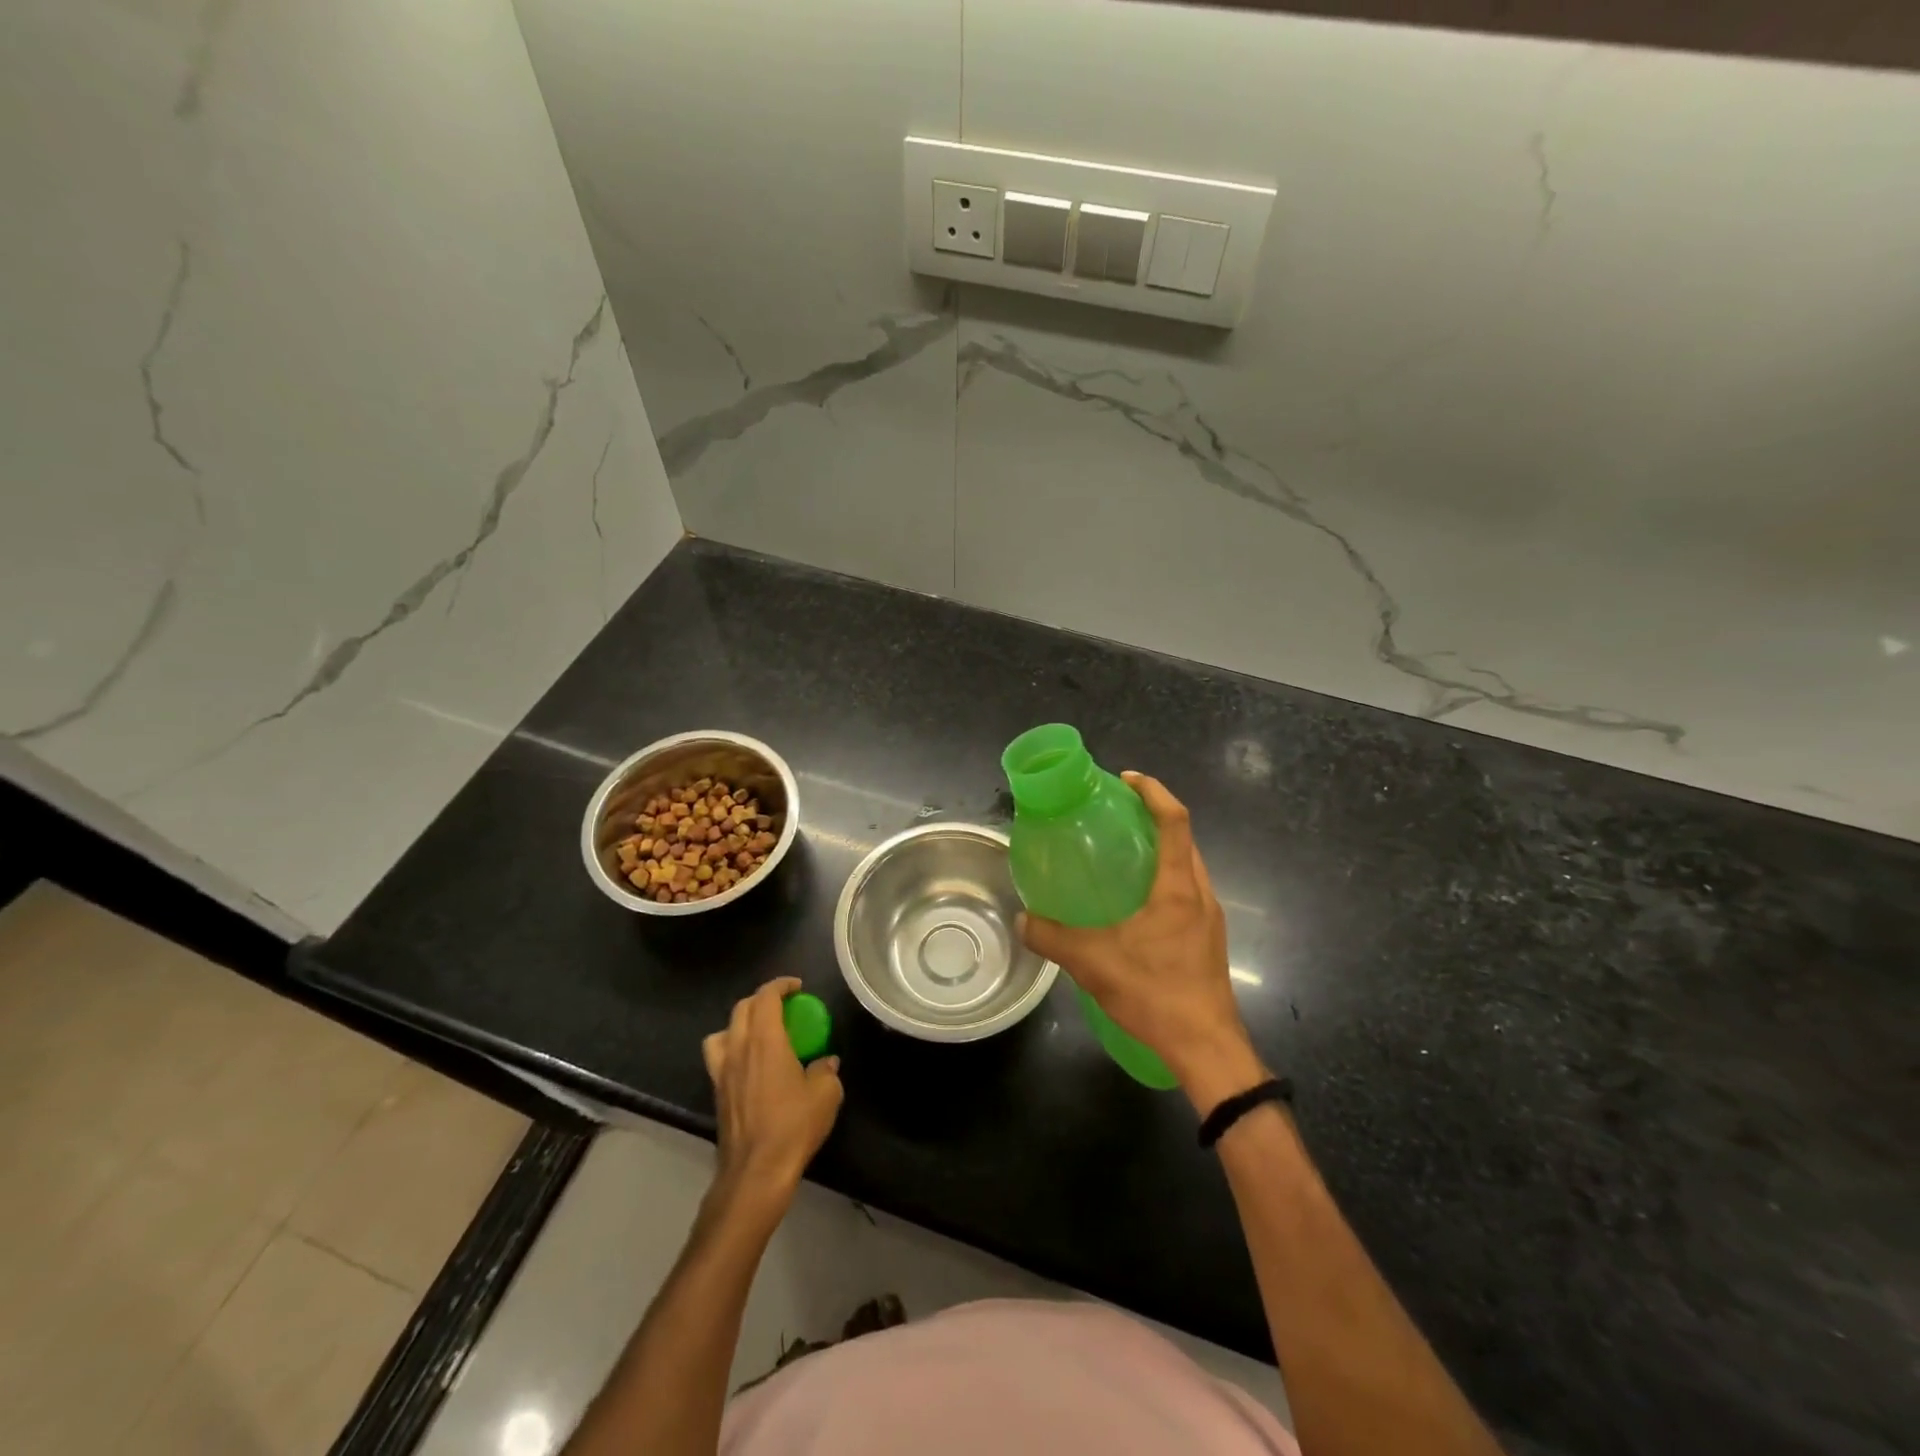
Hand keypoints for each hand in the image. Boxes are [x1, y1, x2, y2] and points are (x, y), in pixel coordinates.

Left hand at [702, 977, 842, 1207]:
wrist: (756, 1171)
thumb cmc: (793, 1126)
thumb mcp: (825, 1094)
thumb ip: (826, 1070)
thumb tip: (826, 1062)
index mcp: (765, 1040)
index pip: (765, 997)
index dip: (781, 985)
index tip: (797, 987)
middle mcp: (738, 1048)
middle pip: (742, 1008)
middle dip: (762, 999)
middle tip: (784, 1005)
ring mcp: (723, 1071)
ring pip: (723, 1031)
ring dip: (741, 1022)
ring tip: (759, 1032)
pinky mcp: (717, 1092)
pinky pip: (718, 1057)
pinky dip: (731, 1048)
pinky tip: (749, 1064)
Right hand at [1018, 773, 1264, 1112]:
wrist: (1206, 1047)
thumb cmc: (1156, 994)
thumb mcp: (1093, 963)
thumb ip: (1053, 937)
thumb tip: (1021, 919)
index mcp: (1179, 888)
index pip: (1175, 821)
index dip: (1153, 792)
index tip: (1127, 779)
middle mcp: (1201, 894)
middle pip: (1184, 839)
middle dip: (1154, 816)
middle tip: (1116, 814)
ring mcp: (1210, 919)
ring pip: (1189, 866)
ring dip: (1162, 849)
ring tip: (1123, 852)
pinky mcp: (1208, 940)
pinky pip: (1188, 892)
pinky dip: (1165, 878)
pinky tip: (1136, 903)